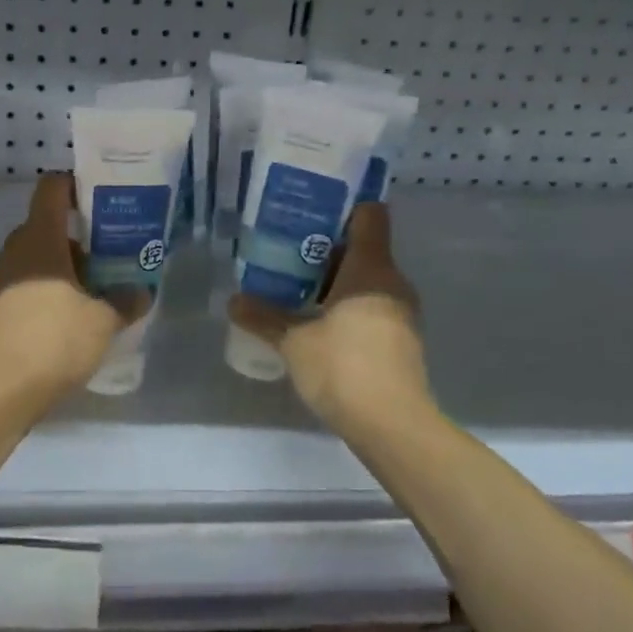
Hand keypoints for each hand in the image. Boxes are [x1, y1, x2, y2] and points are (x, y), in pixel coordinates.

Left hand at [0, 172, 147, 397]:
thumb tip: (142, 293)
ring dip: (62, 270)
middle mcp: (14, 251)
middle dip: (78, 240)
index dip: (75, 186)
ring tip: (95, 293)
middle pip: (46, 228)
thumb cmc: (54, 338)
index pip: (52, 189)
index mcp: (39, 238)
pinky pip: (24, 288)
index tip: (101, 200)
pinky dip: (46, 294)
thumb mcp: (103, 320)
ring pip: (35, 261)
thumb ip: (124, 301)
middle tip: (110, 256)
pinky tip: (69, 321)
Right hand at [229, 202, 428, 428]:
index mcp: (371, 268)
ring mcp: (400, 313)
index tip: (312, 206)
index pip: (369, 215)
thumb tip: (233, 301)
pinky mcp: (399, 340)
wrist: (393, 426)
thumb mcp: (294, 342)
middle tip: (286, 247)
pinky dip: (345, 305)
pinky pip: (370, 306)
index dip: (344, 205)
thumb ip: (264, 317)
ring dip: (333, 279)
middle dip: (325, 247)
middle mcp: (391, 282)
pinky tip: (315, 319)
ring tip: (293, 283)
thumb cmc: (344, 367)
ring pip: (365, 280)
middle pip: (362, 248)